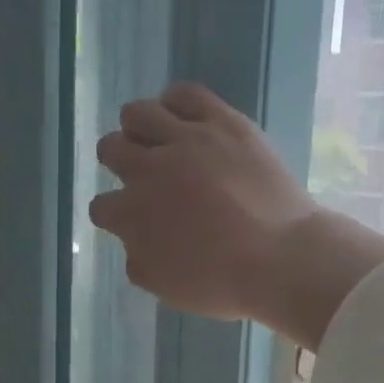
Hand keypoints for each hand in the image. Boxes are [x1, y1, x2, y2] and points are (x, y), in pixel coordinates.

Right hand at [90, 83, 383, 350]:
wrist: (281, 259)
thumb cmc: (222, 282)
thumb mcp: (166, 289)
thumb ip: (138, 261)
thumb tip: (134, 242)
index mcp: (131, 214)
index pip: (102, 205)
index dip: (116, 214)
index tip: (134, 220)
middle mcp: (148, 169)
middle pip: (111, 149)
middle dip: (120, 164)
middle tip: (144, 176)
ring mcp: (186, 140)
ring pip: (138, 114)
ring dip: (139, 129)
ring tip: (158, 141)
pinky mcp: (222, 122)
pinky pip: (185, 94)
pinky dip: (175, 103)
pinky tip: (181, 118)